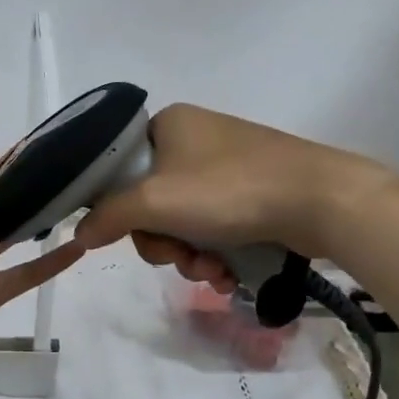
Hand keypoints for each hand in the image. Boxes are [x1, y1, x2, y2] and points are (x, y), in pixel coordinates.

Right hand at [72, 103, 398, 285]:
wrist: (320, 199)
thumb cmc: (229, 191)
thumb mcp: (155, 202)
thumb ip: (108, 216)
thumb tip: (79, 233)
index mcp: (167, 125)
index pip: (119, 170)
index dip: (121, 210)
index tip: (137, 234)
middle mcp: (194, 139)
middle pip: (150, 203)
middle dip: (163, 242)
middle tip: (181, 258)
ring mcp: (225, 166)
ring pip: (182, 222)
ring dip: (189, 255)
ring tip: (212, 271)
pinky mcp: (251, 191)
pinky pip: (213, 227)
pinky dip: (214, 253)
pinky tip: (227, 273)